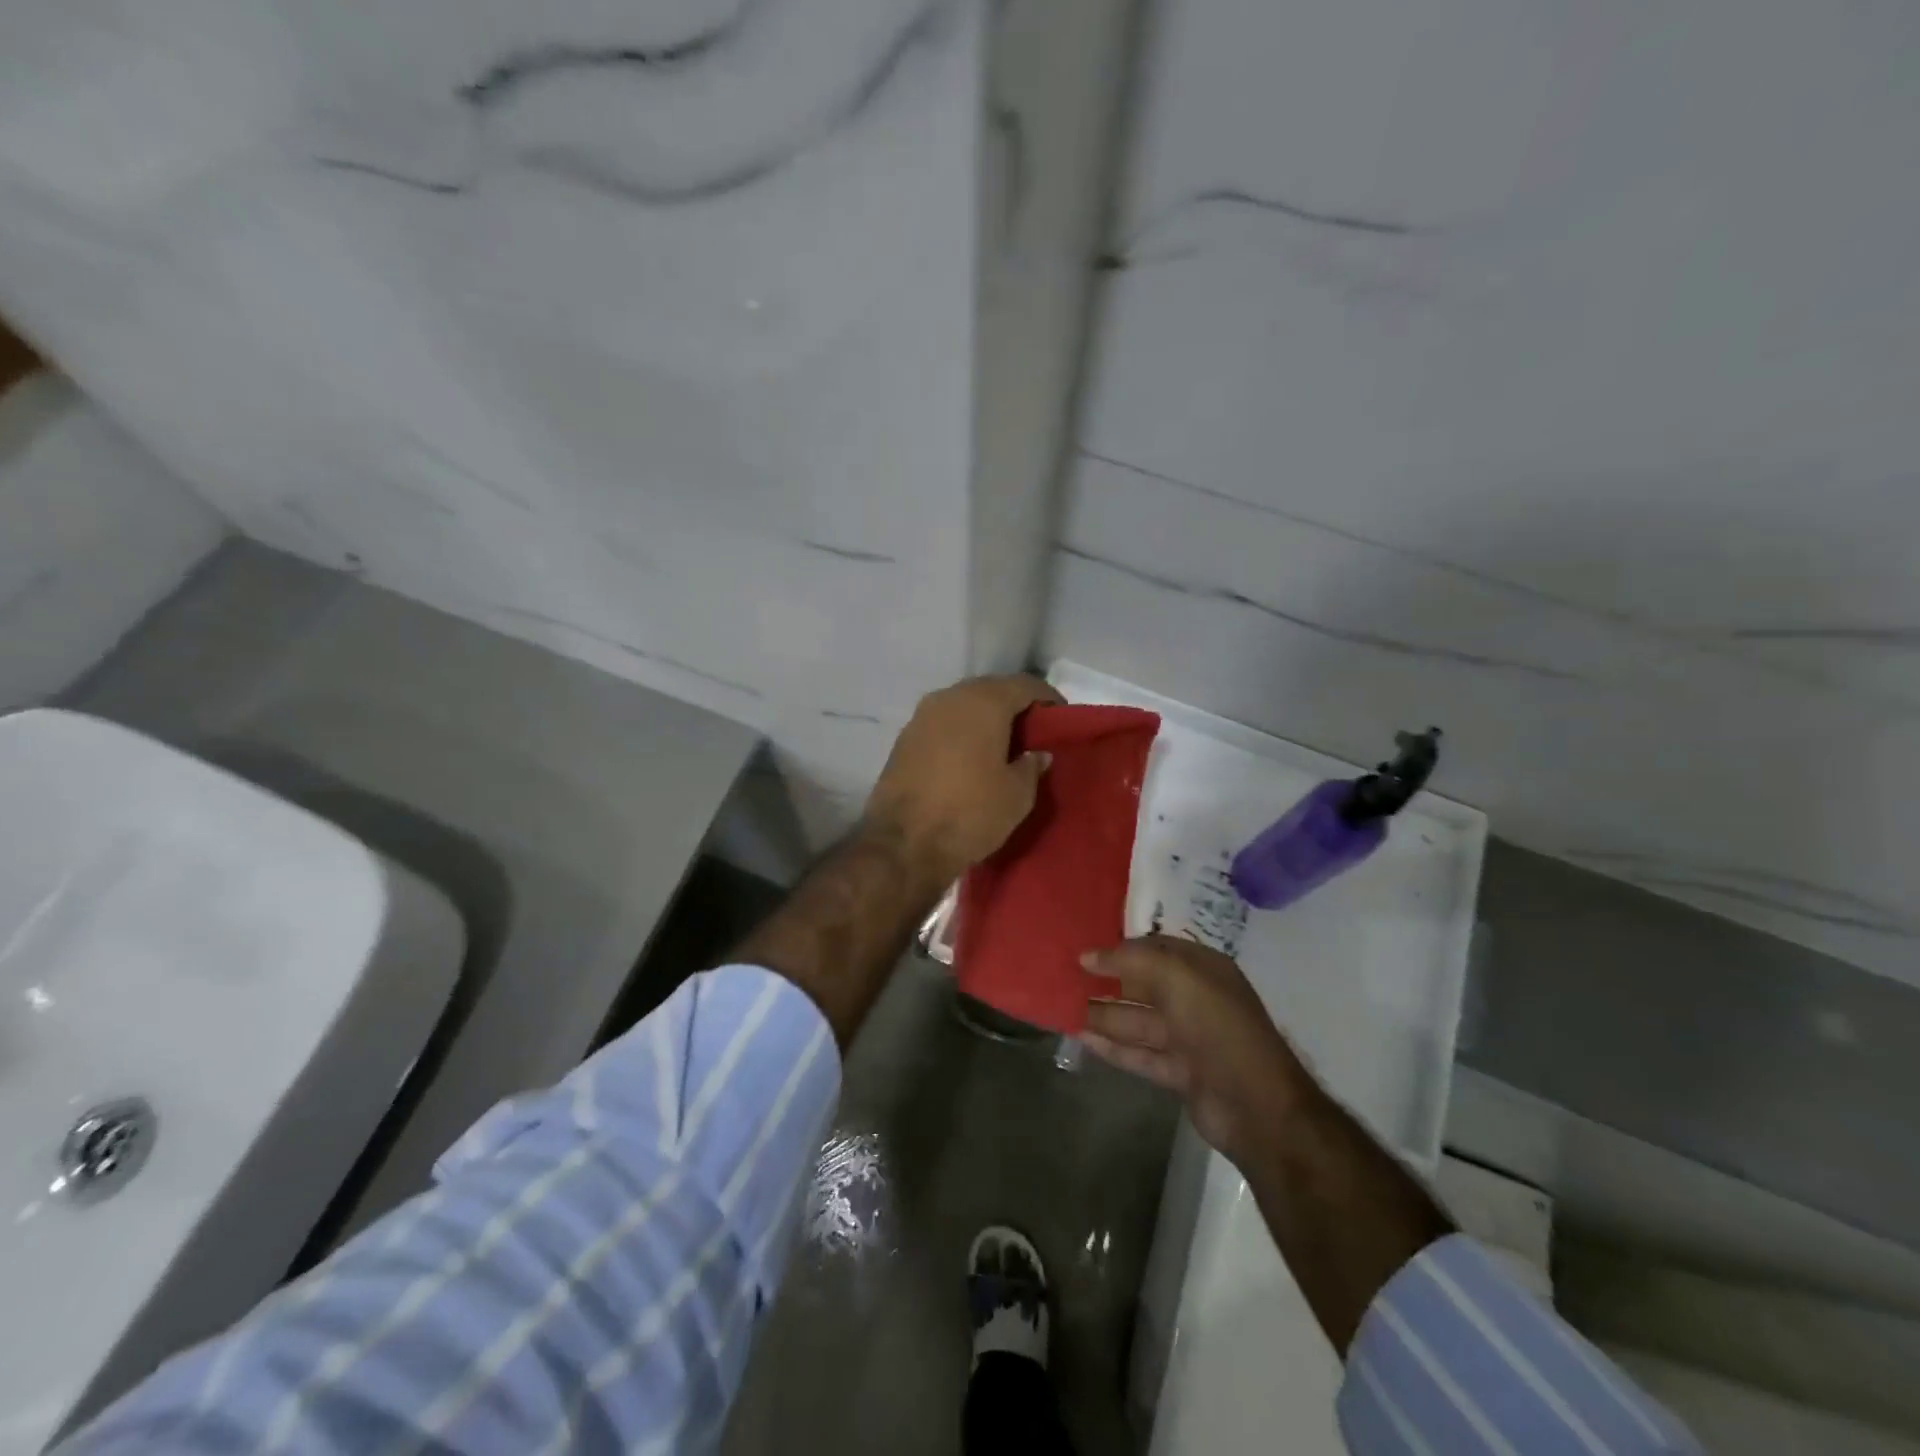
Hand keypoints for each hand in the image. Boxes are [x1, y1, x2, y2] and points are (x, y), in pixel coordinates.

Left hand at [863, 674, 1062, 883]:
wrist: (904, 844)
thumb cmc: (970, 813)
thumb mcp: (1017, 795)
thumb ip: (1032, 766)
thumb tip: (1037, 754)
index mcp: (983, 702)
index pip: (1024, 685)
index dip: (1047, 698)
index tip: (1060, 718)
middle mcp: (950, 698)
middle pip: (990, 690)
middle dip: (1013, 706)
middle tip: (1032, 732)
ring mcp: (921, 716)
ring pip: (963, 706)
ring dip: (984, 719)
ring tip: (1002, 745)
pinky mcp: (903, 739)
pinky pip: (942, 724)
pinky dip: (960, 733)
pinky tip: (970, 756)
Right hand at [1083, 936, 1308, 1166]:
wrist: (1257, 1106)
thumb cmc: (1218, 1027)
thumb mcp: (1177, 977)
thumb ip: (1131, 960)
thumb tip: (1087, 956)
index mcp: (1204, 969)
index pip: (1156, 948)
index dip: (1121, 948)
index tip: (1084, 949)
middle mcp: (1197, 999)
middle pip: (1144, 985)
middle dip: (1108, 981)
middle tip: (1065, 977)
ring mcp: (1190, 1038)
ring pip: (1138, 1021)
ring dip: (1104, 1015)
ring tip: (1064, 1007)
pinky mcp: (1181, 1072)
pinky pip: (1140, 1053)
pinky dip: (1113, 1047)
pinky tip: (1082, 1038)